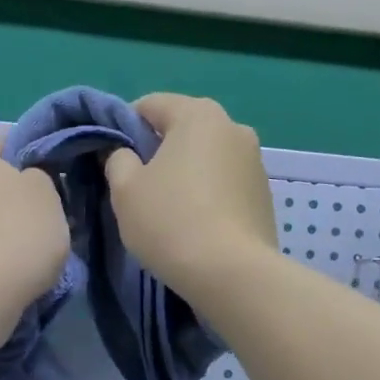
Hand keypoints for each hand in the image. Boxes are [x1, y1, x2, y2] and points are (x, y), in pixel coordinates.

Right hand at [103, 93, 277, 299]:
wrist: (232, 274)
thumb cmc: (171, 222)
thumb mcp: (126, 190)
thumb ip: (117, 160)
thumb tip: (124, 153)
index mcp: (198, 114)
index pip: (151, 105)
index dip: (125, 128)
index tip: (114, 160)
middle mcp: (234, 127)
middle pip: (184, 130)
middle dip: (159, 151)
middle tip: (140, 187)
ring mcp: (255, 162)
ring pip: (207, 158)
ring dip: (187, 174)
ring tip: (170, 211)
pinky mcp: (265, 195)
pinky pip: (226, 184)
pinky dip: (209, 195)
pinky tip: (197, 225)